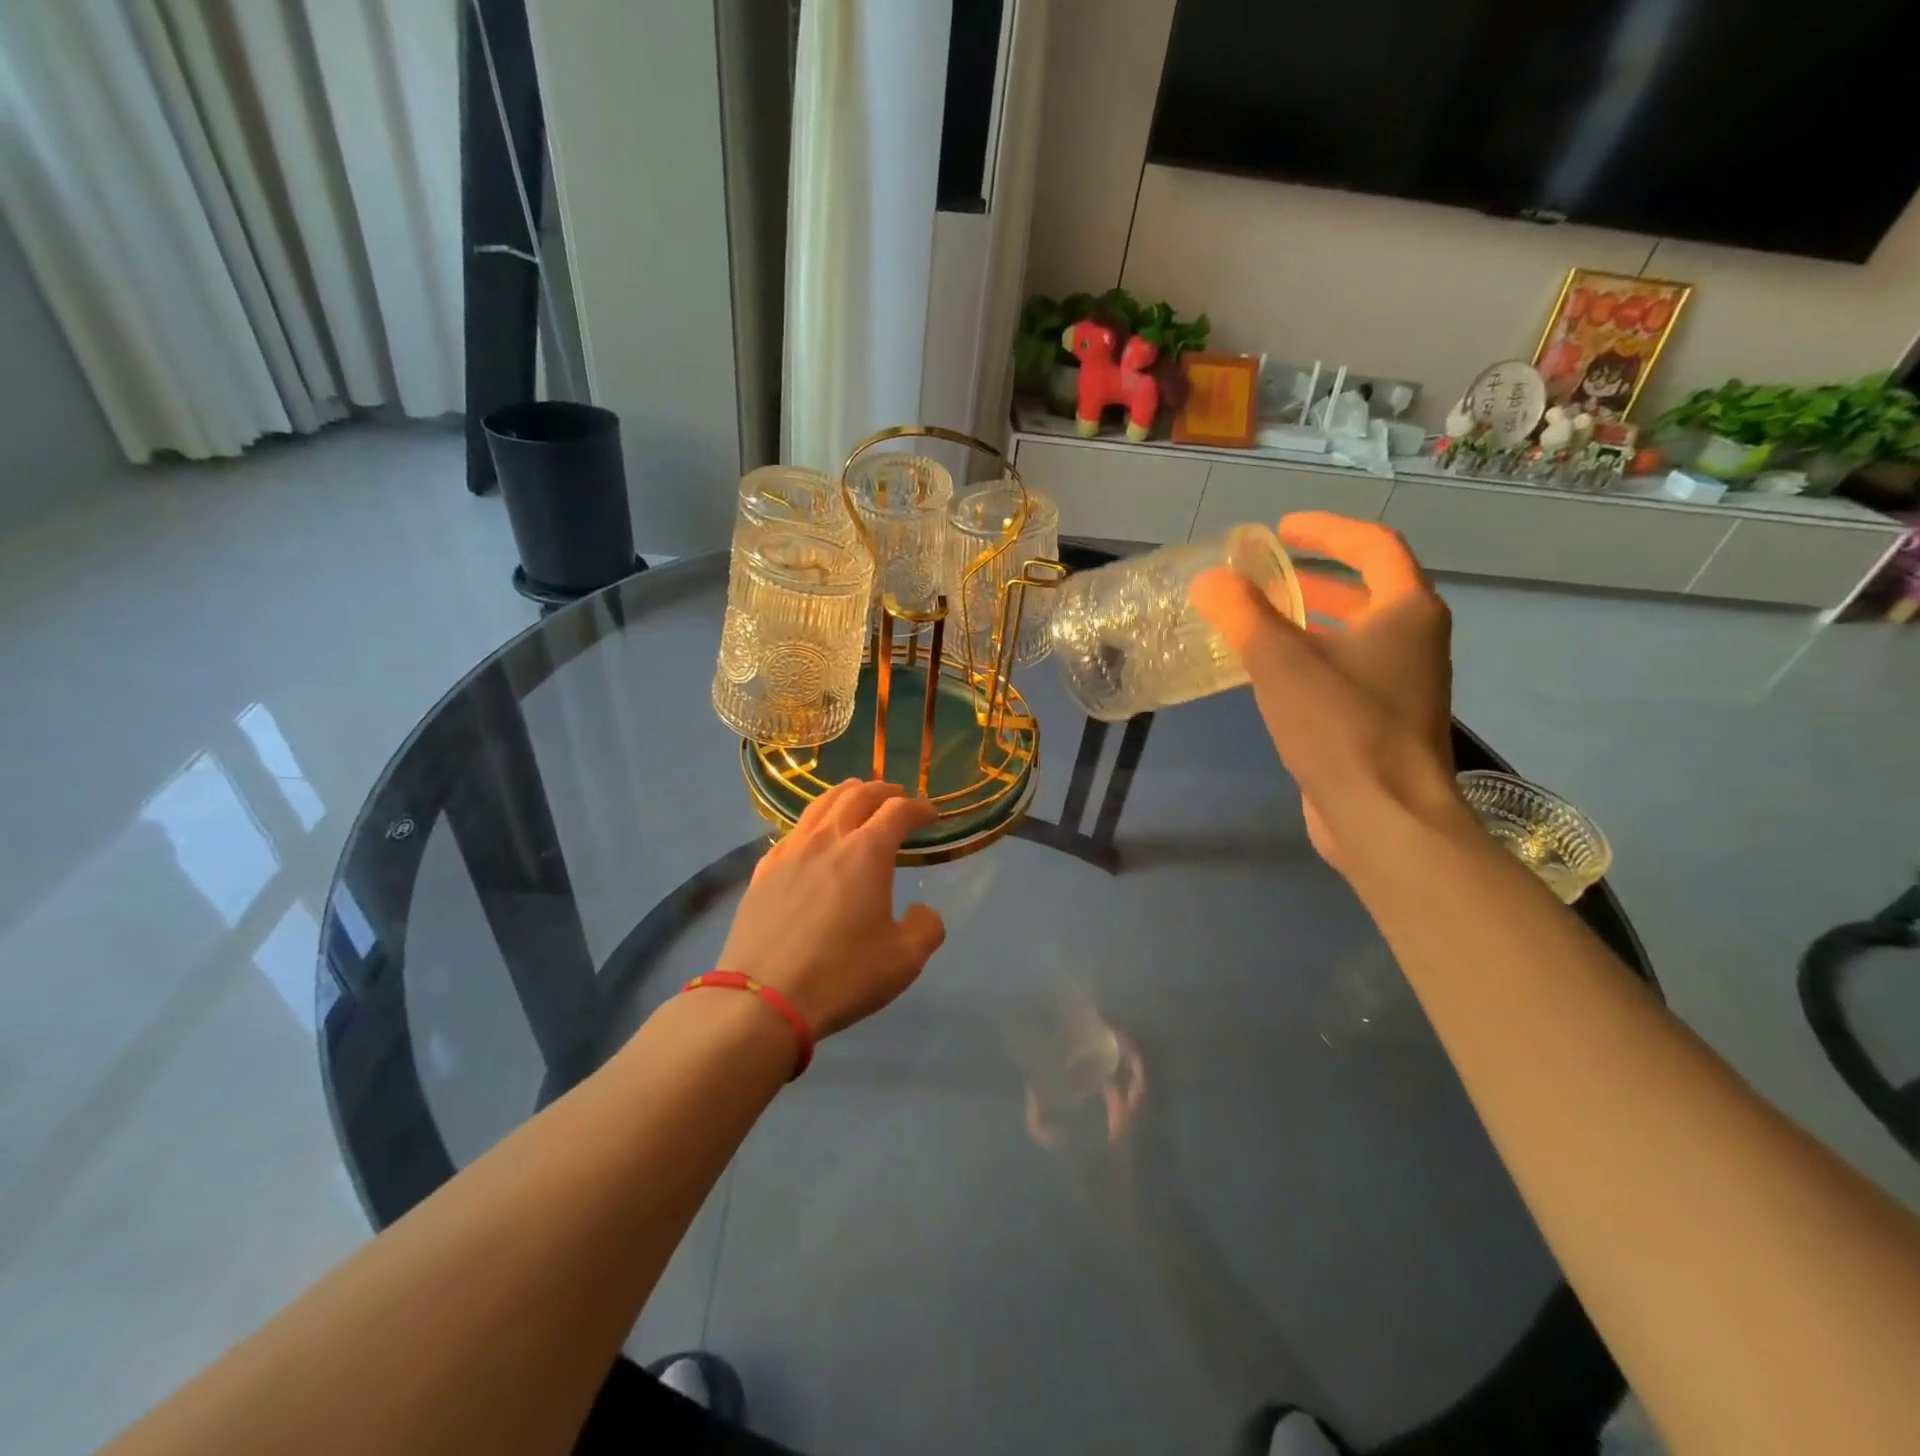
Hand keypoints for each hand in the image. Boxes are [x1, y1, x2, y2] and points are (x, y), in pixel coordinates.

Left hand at [718, 780, 947, 1037]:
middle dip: (883, 791)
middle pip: (858, 795)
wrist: (763, 999)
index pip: (899, 811)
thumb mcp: (904, 960)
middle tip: (897, 797)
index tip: (931, 815)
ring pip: (821, 804)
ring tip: (857, 796)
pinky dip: (815, 821)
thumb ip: (925, 928)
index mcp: (867, 851)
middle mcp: (828, 838)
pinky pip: (795, 830)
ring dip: (847, 794)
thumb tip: (921, 911)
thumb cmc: (842, 974)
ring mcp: (791, 850)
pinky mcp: (764, 869)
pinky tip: (815, 836)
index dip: (920, 808)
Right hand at [1191, 511, 1466, 875]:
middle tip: (1262, 578)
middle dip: (1312, 579)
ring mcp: (1403, 685)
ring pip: (1353, 635)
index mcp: (1405, 611)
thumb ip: (1241, 613)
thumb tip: (1210, 581)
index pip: (1372, 546)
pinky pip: (1345, 672)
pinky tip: (1268, 678)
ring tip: (1257, 623)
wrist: (1384, 818)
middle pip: (1365, 591)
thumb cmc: (1340, 726)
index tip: (1280, 530)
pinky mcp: (1383, 722)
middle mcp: (1414, 641)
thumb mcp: (1279, 660)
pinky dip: (1310, 660)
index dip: (1325, 530)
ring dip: (1308, 621)